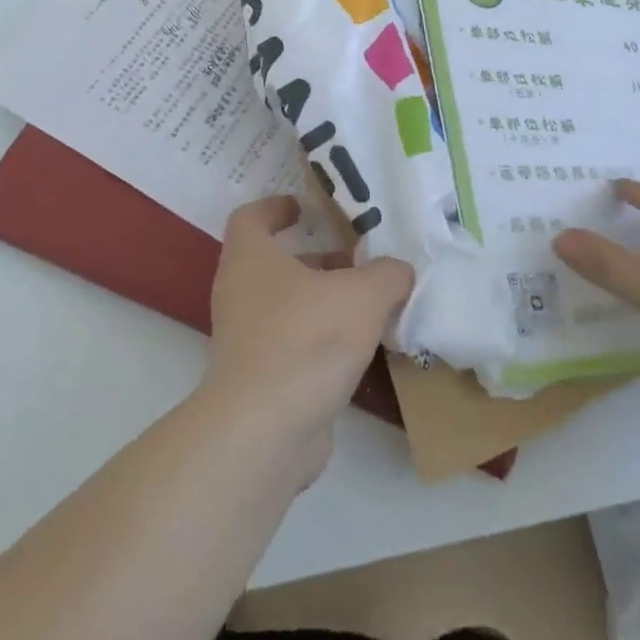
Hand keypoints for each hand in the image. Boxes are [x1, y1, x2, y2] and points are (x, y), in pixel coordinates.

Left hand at [204, 195, 413, 480]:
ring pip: (286, 305)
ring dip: (323, 300)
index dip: (276, 206)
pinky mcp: (259, 380)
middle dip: (316, 257)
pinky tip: (362, 347)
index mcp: (250, 259)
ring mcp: (246, 340)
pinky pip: (292, 344)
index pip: (250, 217)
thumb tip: (398, 271)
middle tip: (358, 256)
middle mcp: (240, 293)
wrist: (266, 432)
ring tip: (371, 301)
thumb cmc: (308, 339)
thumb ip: (387, 274)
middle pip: (275, 263)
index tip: (306, 207)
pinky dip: (321, 339)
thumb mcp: (363, 295)